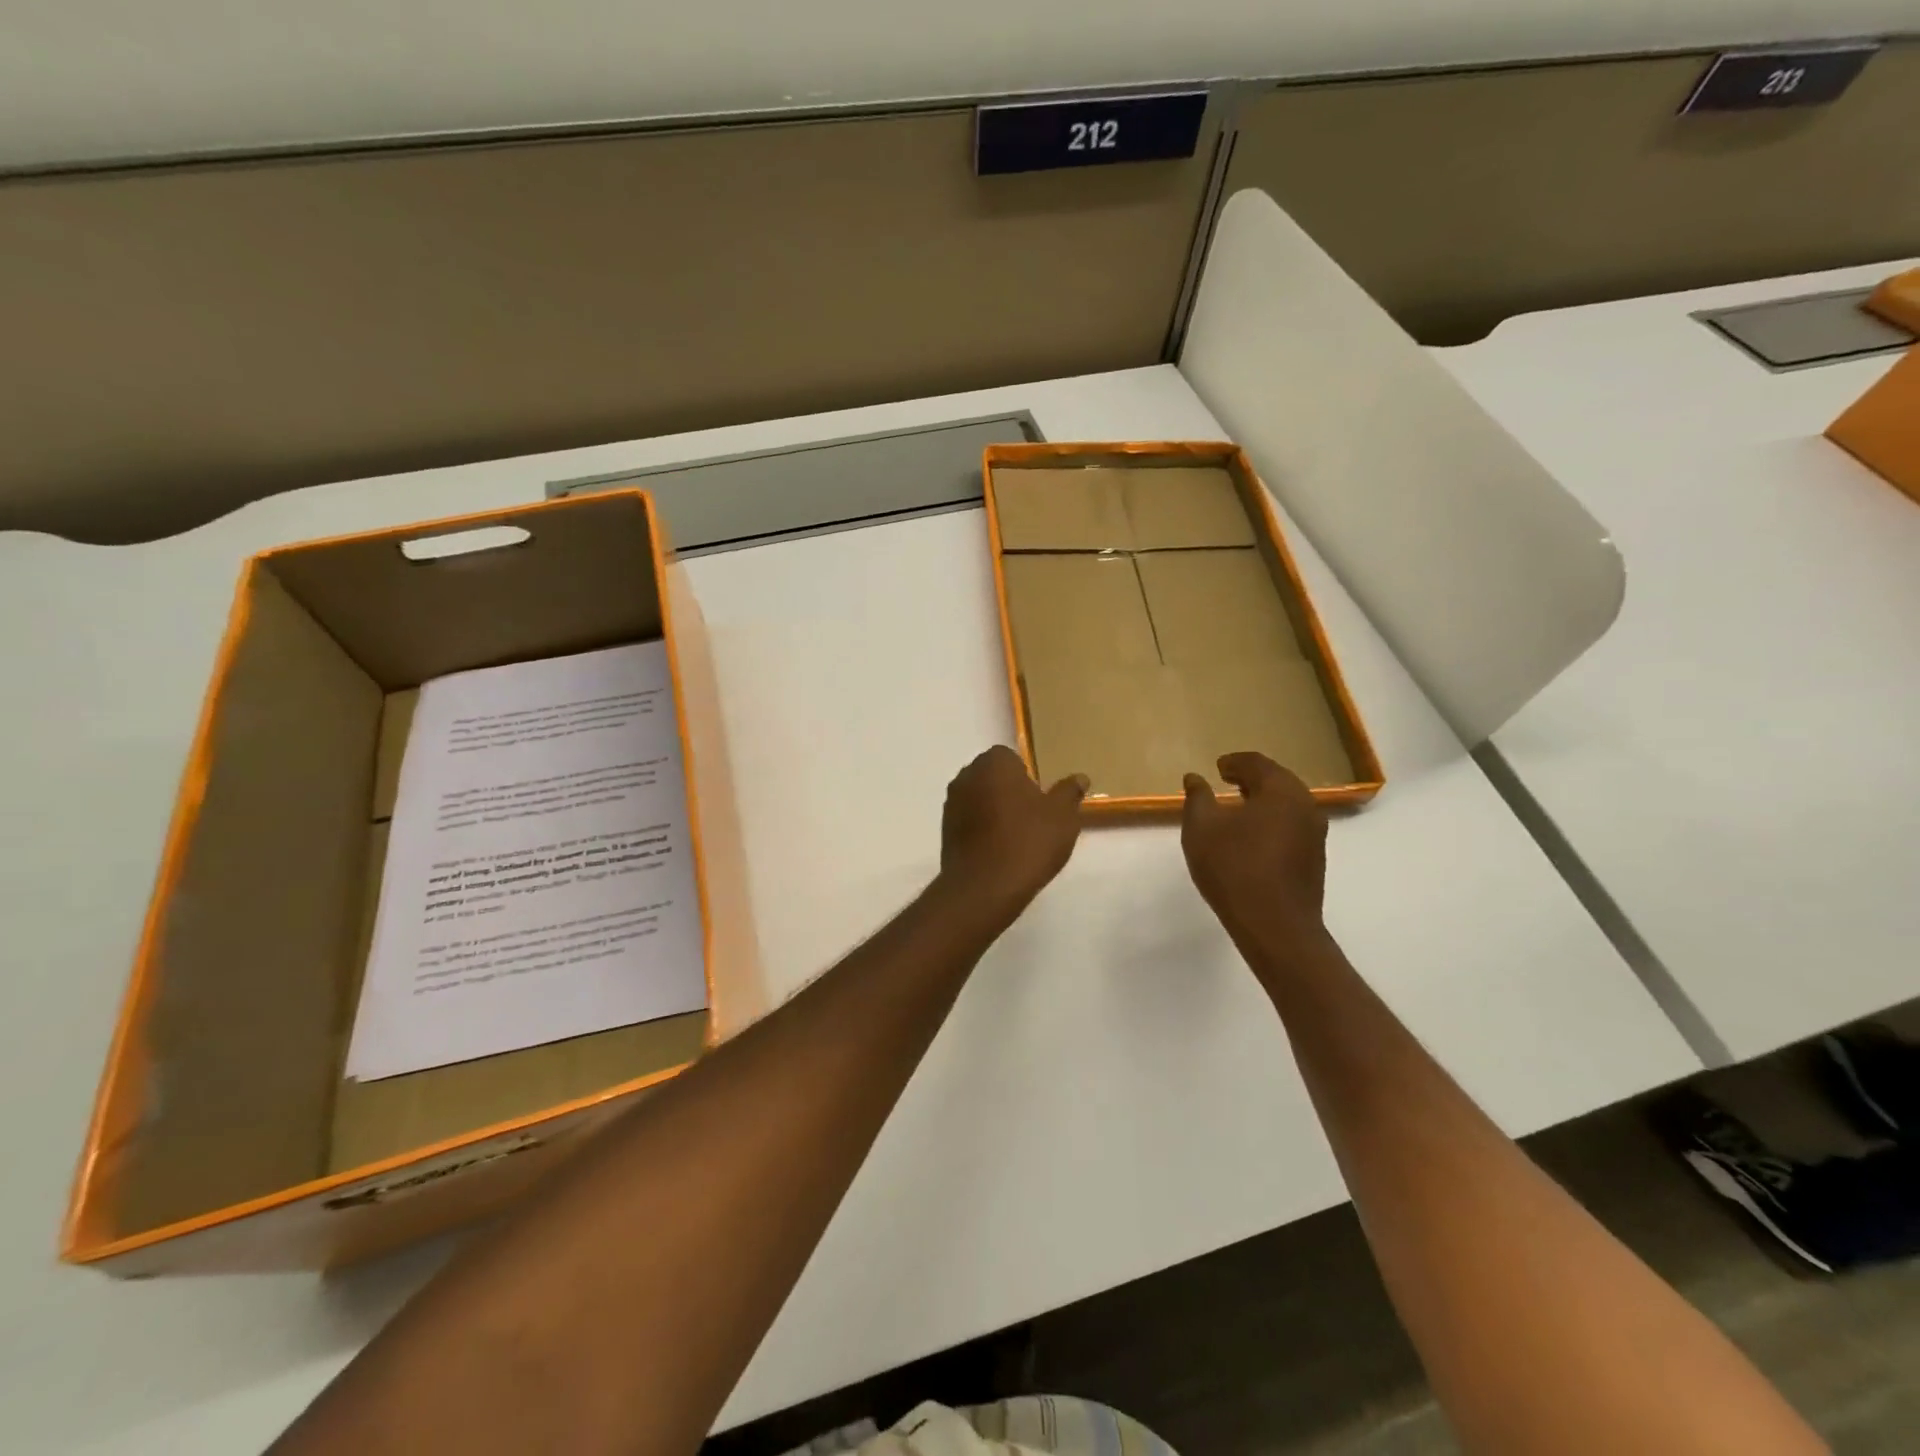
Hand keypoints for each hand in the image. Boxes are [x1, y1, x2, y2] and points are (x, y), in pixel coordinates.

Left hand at [939, 746, 1087, 915]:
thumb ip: (1069, 792)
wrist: (984, 888)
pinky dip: (982, 829)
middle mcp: (967, 776)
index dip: (1028, 777)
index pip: (1011, 758)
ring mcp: (952, 804)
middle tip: (1033, 818)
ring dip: (994, 810)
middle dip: (1010, 791)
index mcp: (994, 763)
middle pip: (993, 776)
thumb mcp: (1062, 817)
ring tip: (1017, 838)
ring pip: (980, 798)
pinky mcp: (945, 830)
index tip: (1041, 800)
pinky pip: (969, 821)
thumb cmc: (1028, 842)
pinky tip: (999, 851)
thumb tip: (1080, 778)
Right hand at [1182, 752, 1328, 941]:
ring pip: (1286, 806)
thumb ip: (1197, 798)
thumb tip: (1194, 778)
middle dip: (1251, 779)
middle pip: (1277, 781)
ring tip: (1236, 810)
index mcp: (1281, 790)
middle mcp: (1305, 805)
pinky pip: (1290, 827)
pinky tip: (1251, 838)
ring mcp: (1315, 834)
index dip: (1234, 762)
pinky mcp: (1314, 859)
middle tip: (1227, 782)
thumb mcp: (1201, 828)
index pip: (1257, 763)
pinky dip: (1271, 822)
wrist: (1275, 926)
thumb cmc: (1234, 868)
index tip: (1217, 767)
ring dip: (1262, 802)